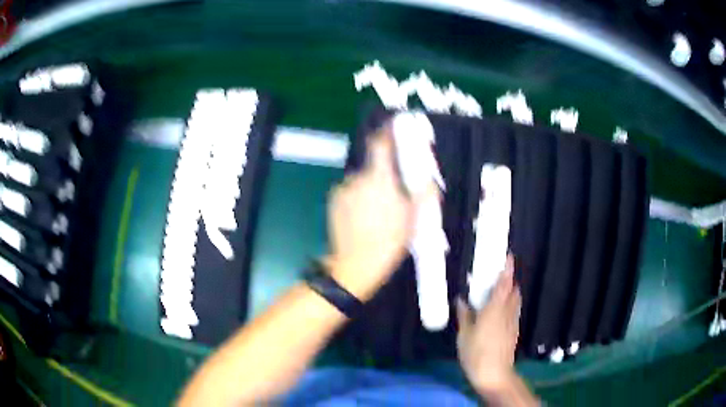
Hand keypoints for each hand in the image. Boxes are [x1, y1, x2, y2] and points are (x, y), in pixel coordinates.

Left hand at [325, 125, 433, 300]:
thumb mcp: (414, 219)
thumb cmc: (389, 241)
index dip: (386, 132)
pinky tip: (362, 218)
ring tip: (377, 213)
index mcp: (379, 178)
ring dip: (370, 188)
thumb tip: (429, 178)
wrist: (356, 265)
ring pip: (361, 181)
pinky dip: (357, 198)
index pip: (381, 144)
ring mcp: (342, 189)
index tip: (392, 126)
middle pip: (373, 166)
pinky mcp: (333, 201)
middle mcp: (358, 178)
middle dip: (384, 174)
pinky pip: (349, 192)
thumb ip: (424, 193)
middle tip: (394, 195)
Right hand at [456, 255, 521, 392]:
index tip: (509, 256)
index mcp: (494, 309)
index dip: (508, 270)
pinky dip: (509, 306)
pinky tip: (499, 313)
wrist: (494, 374)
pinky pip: (514, 312)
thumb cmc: (476, 353)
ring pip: (515, 301)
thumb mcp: (464, 335)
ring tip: (500, 292)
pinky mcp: (514, 332)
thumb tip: (461, 300)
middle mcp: (507, 312)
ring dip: (511, 293)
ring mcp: (513, 322)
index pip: (504, 284)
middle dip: (509, 281)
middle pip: (513, 291)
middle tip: (499, 275)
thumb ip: (465, 315)